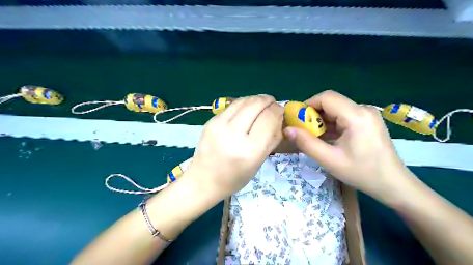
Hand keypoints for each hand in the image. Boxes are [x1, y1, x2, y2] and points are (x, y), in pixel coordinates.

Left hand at [187, 94, 283, 198]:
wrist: (204, 180)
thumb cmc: (235, 178)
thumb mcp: (258, 162)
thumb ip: (271, 139)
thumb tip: (279, 117)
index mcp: (249, 150)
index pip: (268, 118)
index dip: (278, 110)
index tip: (281, 111)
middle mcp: (233, 134)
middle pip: (256, 105)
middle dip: (268, 101)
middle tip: (273, 104)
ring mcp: (219, 125)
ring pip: (244, 101)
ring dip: (257, 99)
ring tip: (262, 103)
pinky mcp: (211, 121)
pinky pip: (232, 105)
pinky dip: (244, 103)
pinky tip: (248, 108)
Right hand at [284, 91, 414, 204]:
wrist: (393, 184)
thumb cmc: (362, 173)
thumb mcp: (330, 160)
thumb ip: (306, 143)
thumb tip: (287, 129)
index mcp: (356, 116)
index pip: (326, 97)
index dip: (308, 105)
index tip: (297, 119)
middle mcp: (363, 109)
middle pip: (331, 102)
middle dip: (313, 114)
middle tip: (303, 130)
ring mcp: (367, 115)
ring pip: (336, 109)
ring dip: (322, 120)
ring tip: (313, 136)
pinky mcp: (367, 121)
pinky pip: (344, 116)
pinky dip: (331, 124)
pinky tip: (326, 137)